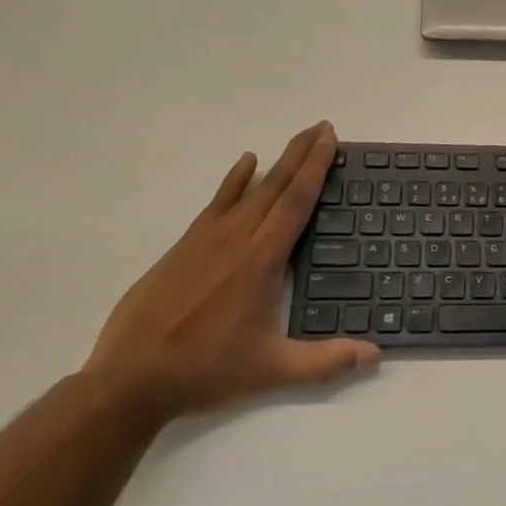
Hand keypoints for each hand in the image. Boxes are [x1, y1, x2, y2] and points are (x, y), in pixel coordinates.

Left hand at [85, 121, 378, 421]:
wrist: (129, 379)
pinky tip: (246, 161)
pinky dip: (235, 179)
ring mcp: (208, 238)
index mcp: (262, 260)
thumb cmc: (205, 371)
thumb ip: (324, 362)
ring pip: (251, 188)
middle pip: (277, 184)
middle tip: (323, 126)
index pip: (296, 201)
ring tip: (299, 139)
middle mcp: (239, 237)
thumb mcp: (271, 371)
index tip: (330, 139)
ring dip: (278, 161)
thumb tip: (375, 355)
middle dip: (303, 152)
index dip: (316, 167)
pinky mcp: (186, 245)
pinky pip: (217, 201)